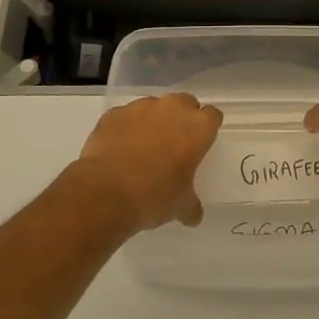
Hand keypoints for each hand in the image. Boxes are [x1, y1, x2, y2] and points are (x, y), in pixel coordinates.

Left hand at [66, 93, 222, 232]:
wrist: (106, 191)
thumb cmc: (154, 196)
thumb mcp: (181, 206)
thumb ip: (191, 205)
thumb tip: (193, 215)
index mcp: (197, 127)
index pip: (212, 115)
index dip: (207, 128)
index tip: (202, 141)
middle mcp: (172, 108)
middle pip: (184, 102)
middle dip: (182, 117)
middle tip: (175, 141)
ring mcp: (140, 107)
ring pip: (153, 106)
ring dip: (153, 120)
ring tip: (144, 146)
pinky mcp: (114, 113)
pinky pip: (126, 116)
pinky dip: (126, 127)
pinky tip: (119, 147)